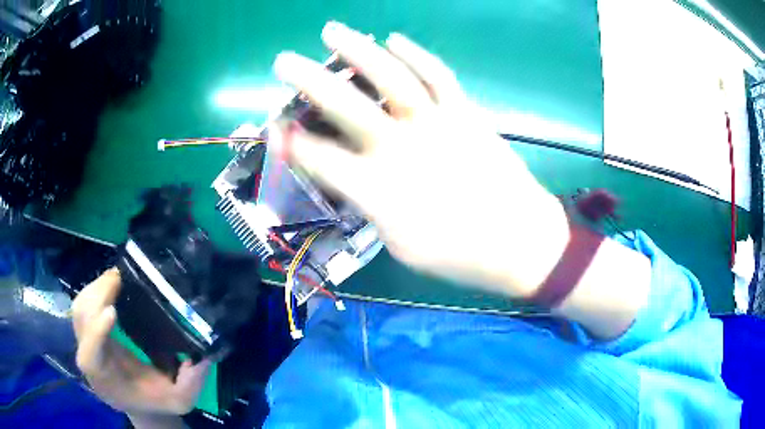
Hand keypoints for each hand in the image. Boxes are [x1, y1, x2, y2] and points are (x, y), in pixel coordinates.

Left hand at [72, 268, 210, 416]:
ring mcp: (84, 341)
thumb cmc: (155, 401)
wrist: (139, 402)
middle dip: (96, 297)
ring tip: (116, 276)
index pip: (91, 353)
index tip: (113, 310)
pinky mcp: (87, 330)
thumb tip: (201, 354)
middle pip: (81, 321)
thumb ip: (191, 382)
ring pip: (79, 307)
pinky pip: (83, 304)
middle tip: (119, 277)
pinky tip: (110, 283)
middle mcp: (87, 357)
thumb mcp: (179, 399)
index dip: (97, 331)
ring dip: (94, 288)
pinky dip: (94, 289)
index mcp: (104, 378)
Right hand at [274, 22, 568, 295]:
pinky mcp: (465, 113)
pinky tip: (394, 39)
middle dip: (307, 81)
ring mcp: (436, 123)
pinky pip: (437, 75)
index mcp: (378, 189)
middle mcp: (401, 147)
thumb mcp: (400, 245)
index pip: (320, 158)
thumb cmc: (459, 256)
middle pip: (344, 105)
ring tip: (332, 31)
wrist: (520, 241)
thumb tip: (350, 178)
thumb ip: (371, 207)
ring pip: (389, 76)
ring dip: (356, 50)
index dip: (291, 142)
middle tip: (283, 61)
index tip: (274, 126)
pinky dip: (415, 53)